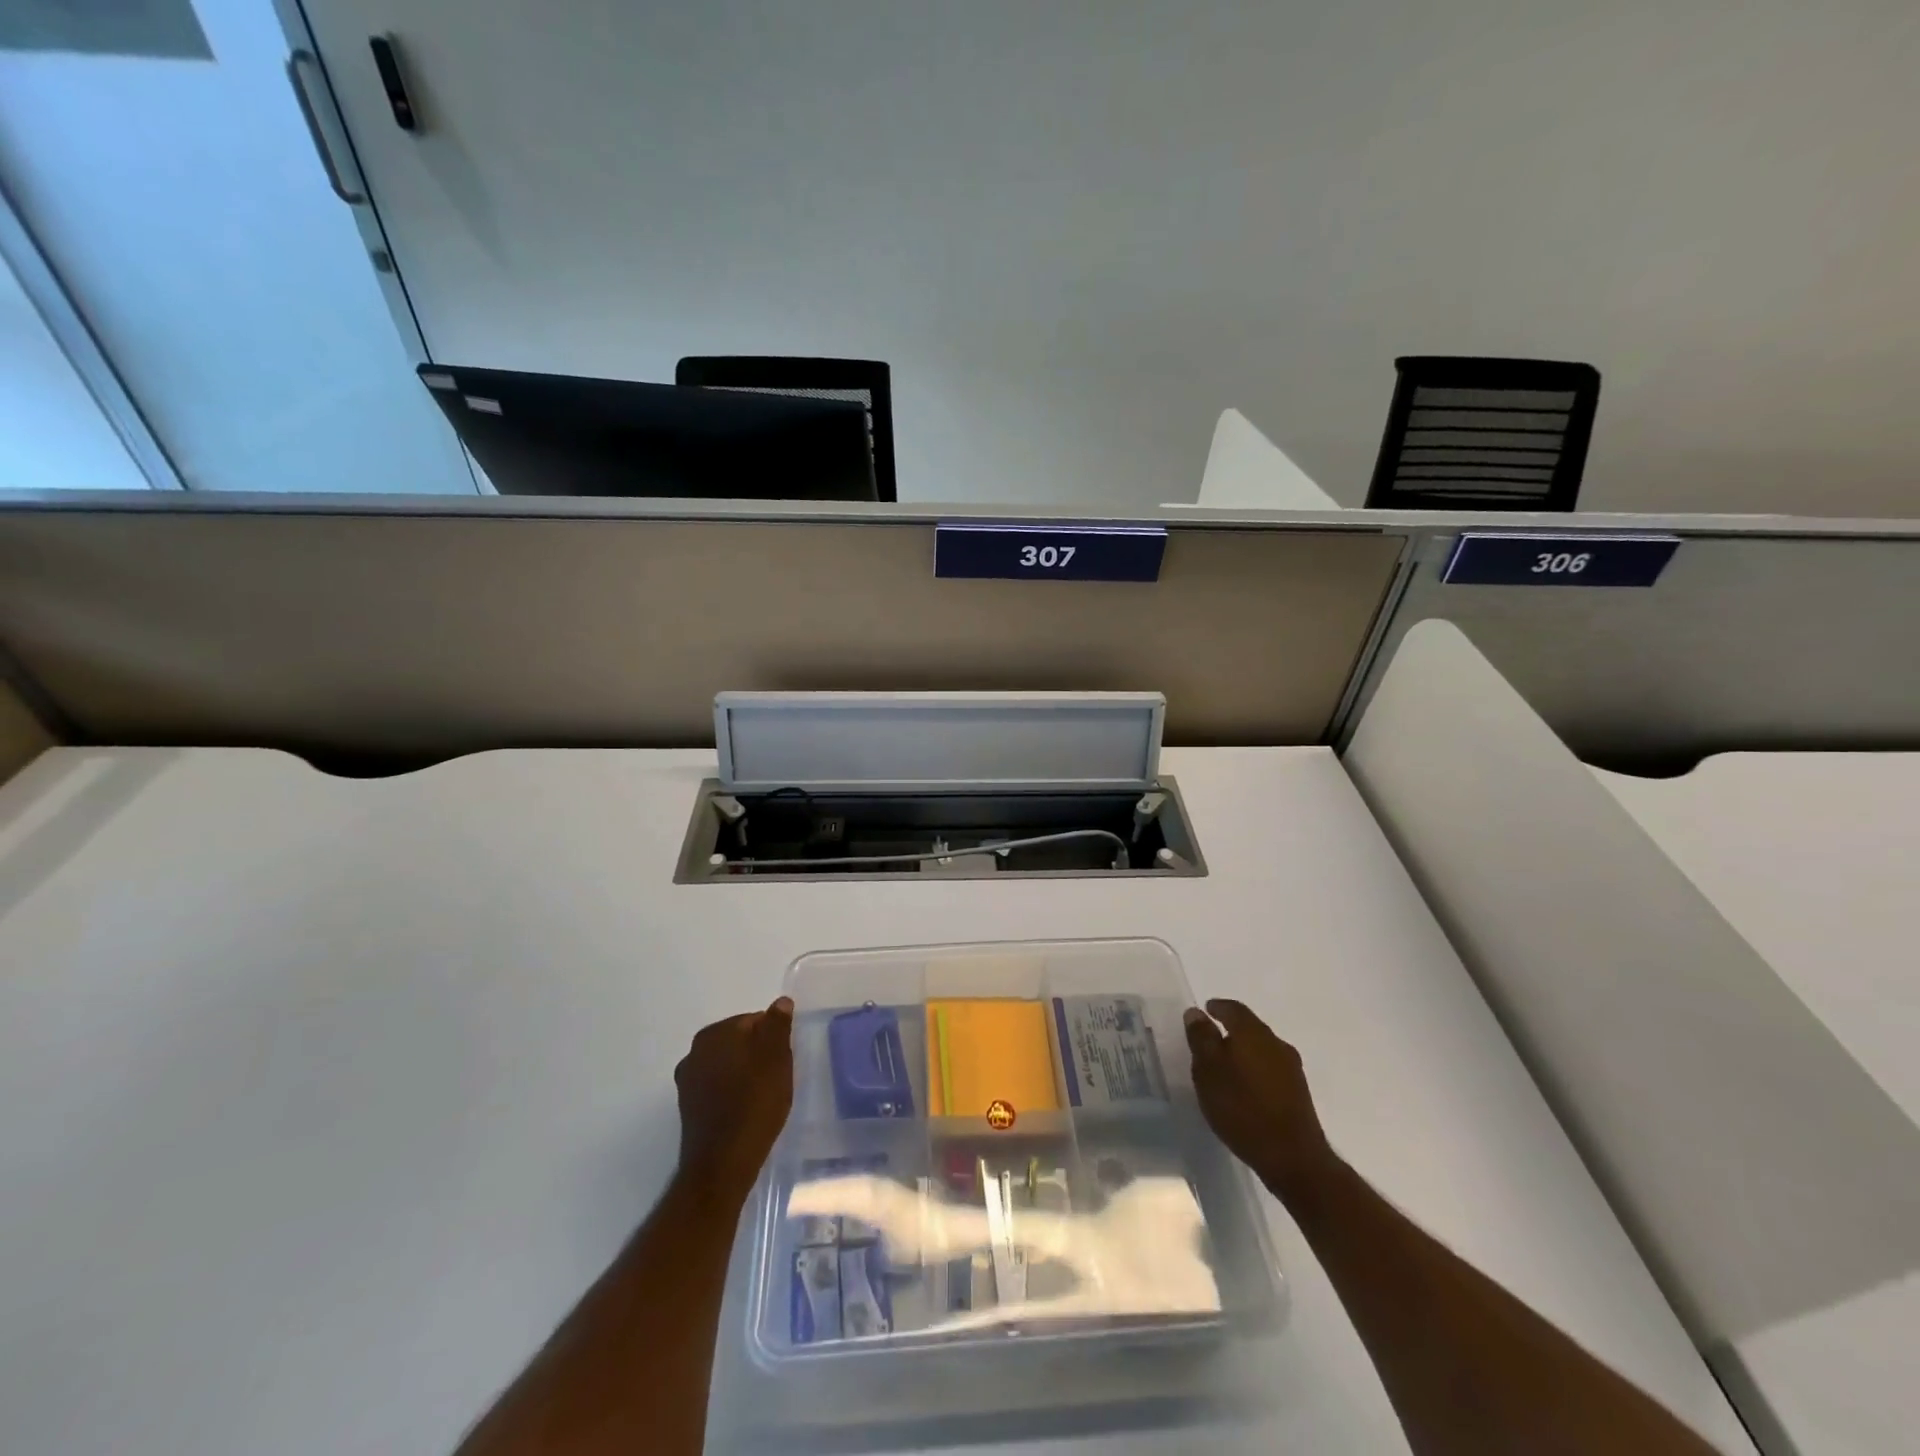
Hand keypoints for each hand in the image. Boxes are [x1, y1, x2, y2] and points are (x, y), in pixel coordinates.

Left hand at [674, 997, 794, 1198]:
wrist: (723, 1164)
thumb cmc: (755, 1102)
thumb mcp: (777, 1056)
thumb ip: (777, 1024)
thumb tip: (780, 1002)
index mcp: (714, 1034)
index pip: (754, 1020)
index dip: (774, 1038)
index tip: (784, 1060)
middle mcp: (694, 1052)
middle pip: (740, 1042)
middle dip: (759, 1055)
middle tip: (778, 1078)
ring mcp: (688, 1081)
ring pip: (729, 1066)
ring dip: (746, 1075)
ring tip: (765, 1097)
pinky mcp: (689, 1108)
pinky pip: (719, 1089)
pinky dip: (734, 1093)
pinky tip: (748, 1111)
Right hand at [1184, 998, 1334, 1199]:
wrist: (1293, 1158)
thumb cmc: (1242, 1108)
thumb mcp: (1208, 1071)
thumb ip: (1201, 1038)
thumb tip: (1196, 1012)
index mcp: (1253, 1033)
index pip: (1234, 1009)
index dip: (1218, 1007)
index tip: (1206, 1010)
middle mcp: (1276, 1044)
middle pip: (1250, 1028)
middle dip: (1231, 1030)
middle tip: (1210, 1040)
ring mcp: (1292, 1069)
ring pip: (1262, 1050)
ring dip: (1244, 1052)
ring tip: (1225, 1067)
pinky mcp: (1299, 1093)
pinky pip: (1271, 1070)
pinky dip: (1255, 1071)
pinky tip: (1245, 1089)